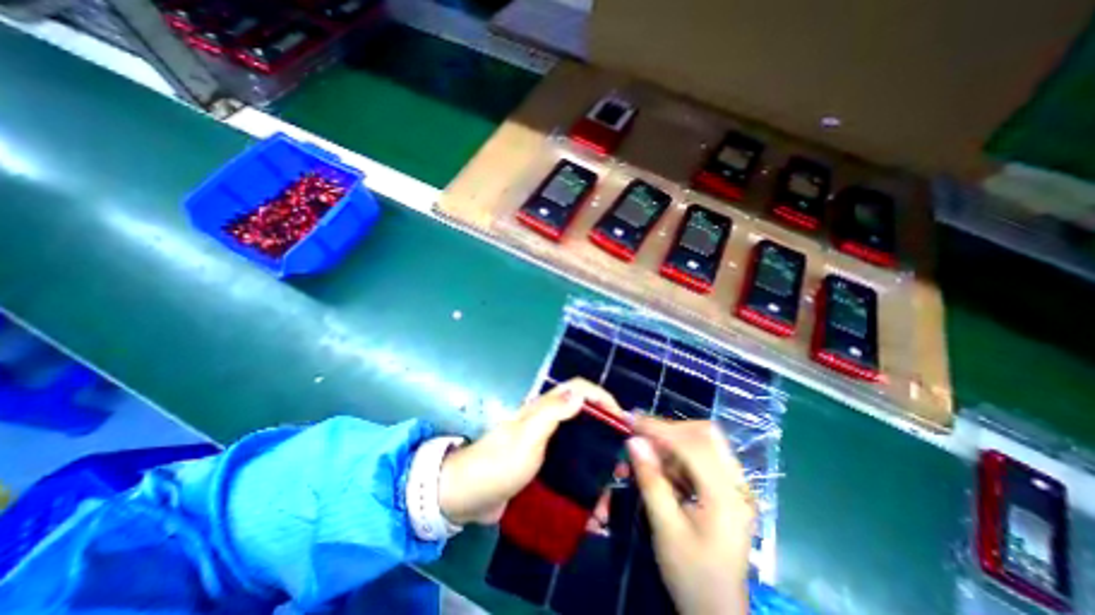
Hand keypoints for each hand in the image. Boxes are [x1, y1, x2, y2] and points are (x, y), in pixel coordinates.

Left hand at [437, 380, 622, 523]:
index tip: (621, 420)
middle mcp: (547, 422)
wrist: (468, 496)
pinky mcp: (542, 467)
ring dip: (597, 466)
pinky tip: (590, 510)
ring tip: (610, 492)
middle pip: (585, 418)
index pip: (578, 389)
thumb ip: (552, 413)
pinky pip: (569, 471)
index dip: (602, 397)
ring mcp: (545, 445)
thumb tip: (580, 393)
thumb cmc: (499, 463)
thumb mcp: (527, 436)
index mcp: (544, 409)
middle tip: (621, 462)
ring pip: (580, 447)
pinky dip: (583, 485)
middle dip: (606, 435)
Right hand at [629, 418, 759, 613]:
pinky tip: (661, 464)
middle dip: (670, 428)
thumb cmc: (691, 576)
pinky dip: (678, 453)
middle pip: (705, 434)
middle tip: (641, 434)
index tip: (632, 421)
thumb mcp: (665, 529)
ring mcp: (736, 486)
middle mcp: (737, 485)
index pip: (693, 445)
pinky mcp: (728, 489)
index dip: (660, 428)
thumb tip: (633, 441)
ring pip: (704, 442)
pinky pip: (702, 456)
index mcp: (726, 497)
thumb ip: (651, 481)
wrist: (719, 614)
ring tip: (646, 449)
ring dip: (672, 439)